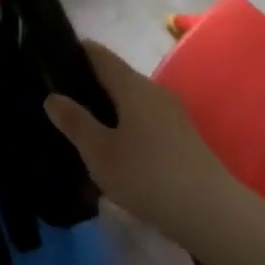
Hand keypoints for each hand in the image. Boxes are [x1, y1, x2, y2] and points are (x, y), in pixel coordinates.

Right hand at [44, 42, 249, 251]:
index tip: (53, 60)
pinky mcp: (183, 136)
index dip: (76, 52)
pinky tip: (117, 149)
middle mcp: (153, 89)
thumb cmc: (147, 175)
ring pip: (132, 100)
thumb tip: (52, 96)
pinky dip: (127, 124)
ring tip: (86, 128)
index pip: (99, 54)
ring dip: (109, 108)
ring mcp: (172, 112)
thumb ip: (75, 122)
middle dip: (90, 84)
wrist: (211, 211)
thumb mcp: (100, 152)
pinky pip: (146, 118)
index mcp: (131, 84)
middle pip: (116, 76)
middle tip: (63, 101)